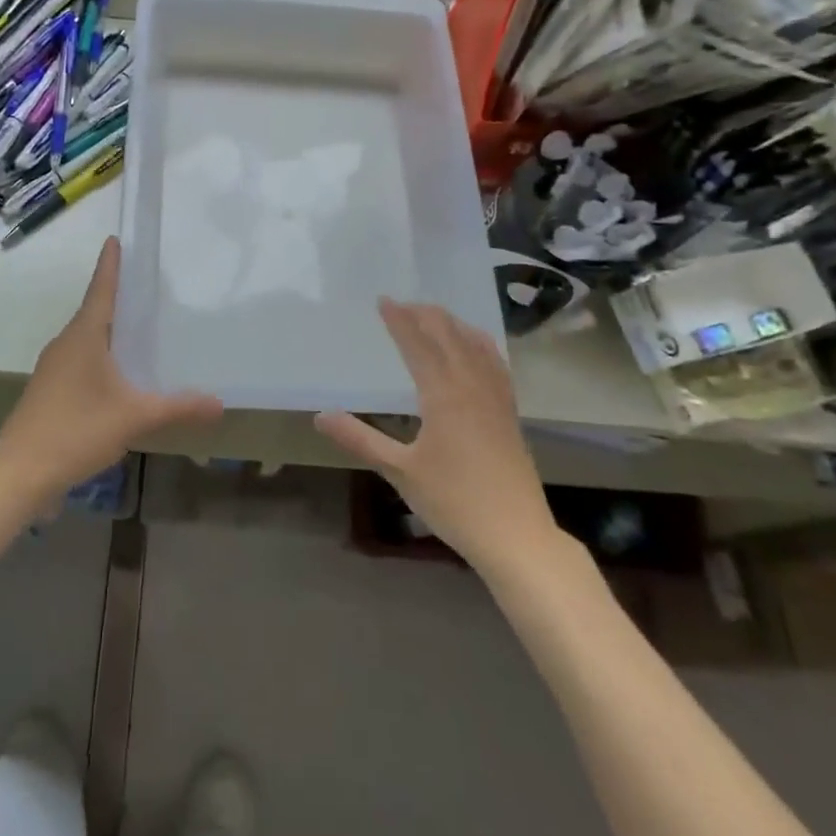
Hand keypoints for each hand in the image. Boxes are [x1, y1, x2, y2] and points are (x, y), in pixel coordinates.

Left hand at [0, 237, 222, 504]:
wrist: (20, 472)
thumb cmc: (76, 431)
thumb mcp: (134, 418)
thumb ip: (178, 408)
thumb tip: (220, 404)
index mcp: (83, 337)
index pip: (100, 290)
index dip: (110, 265)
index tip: (114, 239)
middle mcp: (65, 344)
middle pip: (94, 312)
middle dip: (116, 298)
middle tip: (145, 286)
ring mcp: (52, 368)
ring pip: (86, 339)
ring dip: (108, 330)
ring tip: (138, 328)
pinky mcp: (48, 390)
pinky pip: (79, 359)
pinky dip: (100, 355)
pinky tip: (117, 375)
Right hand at [315, 300, 567, 573]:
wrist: (516, 535)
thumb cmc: (454, 502)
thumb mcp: (399, 471)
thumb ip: (360, 439)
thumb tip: (319, 417)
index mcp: (444, 395)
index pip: (418, 345)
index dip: (400, 321)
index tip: (384, 300)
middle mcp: (472, 386)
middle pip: (449, 337)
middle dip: (426, 315)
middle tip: (404, 303)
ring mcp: (496, 398)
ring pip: (475, 346)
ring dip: (453, 325)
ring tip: (435, 315)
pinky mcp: (510, 413)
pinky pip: (495, 363)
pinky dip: (480, 344)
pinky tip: (476, 347)